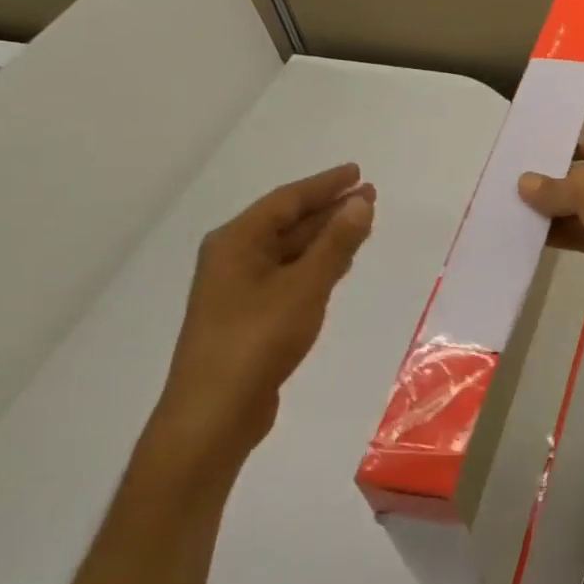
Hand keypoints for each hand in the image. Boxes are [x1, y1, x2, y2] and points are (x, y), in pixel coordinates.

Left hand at [150, 164, 375, 475]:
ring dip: (325, 236)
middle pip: (287, 222)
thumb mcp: (305, 286)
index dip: (325, 185)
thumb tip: (361, 202)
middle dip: (328, 209)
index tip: (357, 172)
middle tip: (368, 196)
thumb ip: (336, 243)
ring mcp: (240, 288)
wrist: (215, 411)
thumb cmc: (258, 340)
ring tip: (361, 224)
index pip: (287, 200)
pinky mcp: (250, 315)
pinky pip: (289, 274)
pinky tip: (338, 265)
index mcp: (237, 242)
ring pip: (290, 250)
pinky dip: (316, 264)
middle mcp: (234, 257)